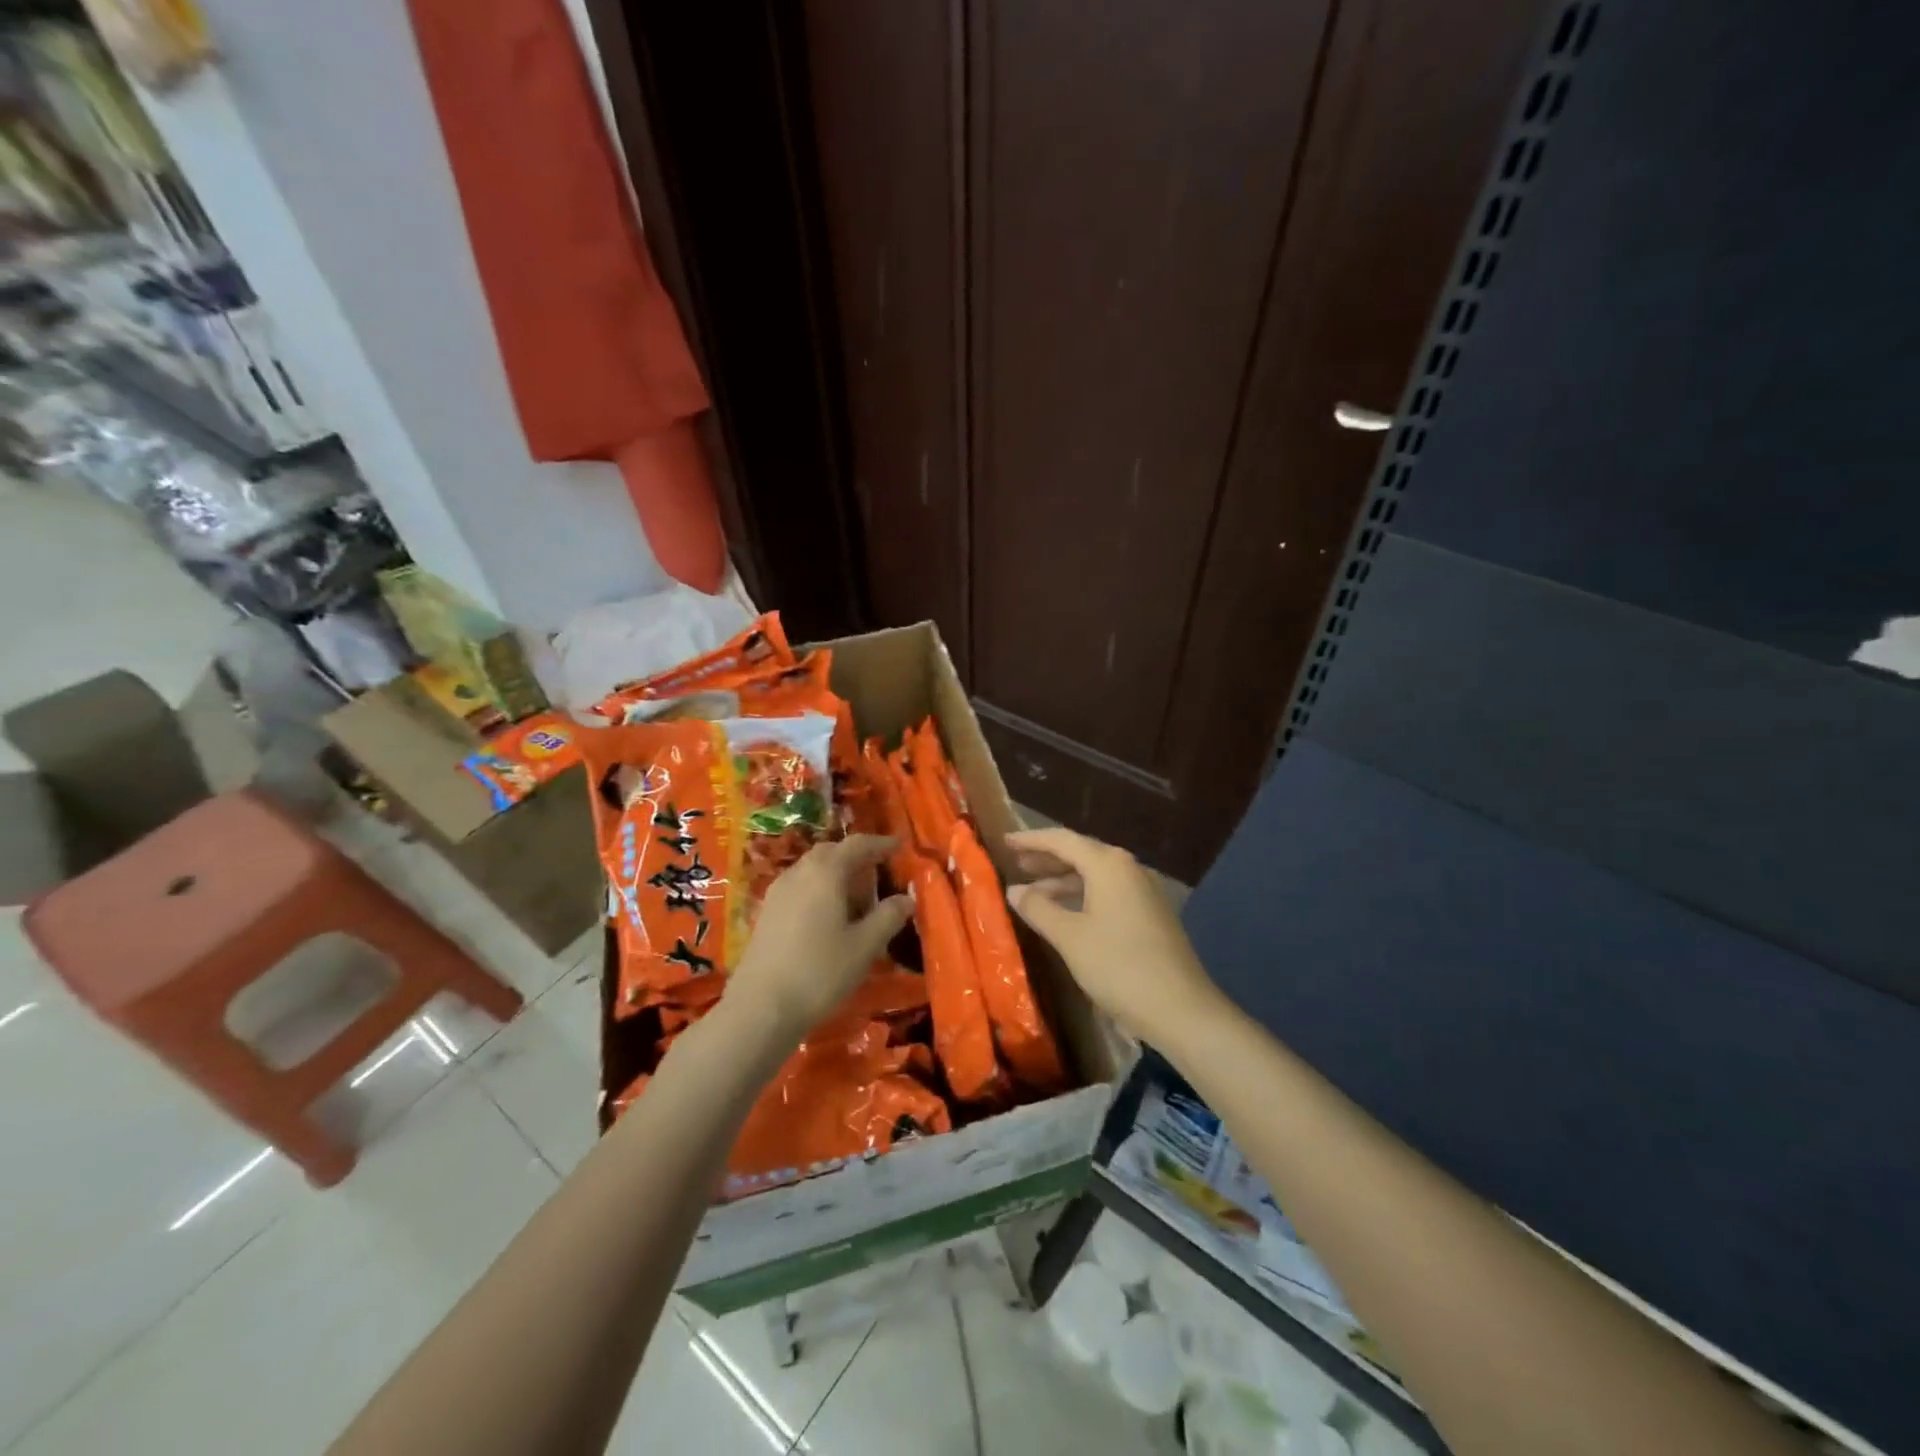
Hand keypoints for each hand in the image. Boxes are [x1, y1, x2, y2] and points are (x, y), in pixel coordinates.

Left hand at [726, 834, 912, 1043]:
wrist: (761, 1007)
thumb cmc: (820, 971)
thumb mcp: (865, 946)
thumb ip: (889, 916)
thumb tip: (906, 898)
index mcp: (825, 872)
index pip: (857, 844)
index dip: (880, 843)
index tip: (899, 847)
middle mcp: (799, 872)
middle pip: (831, 853)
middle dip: (857, 858)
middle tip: (879, 875)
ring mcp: (778, 892)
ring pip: (813, 870)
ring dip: (837, 876)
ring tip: (856, 902)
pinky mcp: (766, 913)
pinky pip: (800, 887)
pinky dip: (819, 891)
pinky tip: (828, 919)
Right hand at [1005, 827, 1223, 1043]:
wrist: (1181, 1009)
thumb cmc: (1118, 966)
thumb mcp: (1070, 937)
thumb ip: (1039, 909)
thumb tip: (1014, 890)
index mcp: (1109, 864)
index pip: (1062, 840)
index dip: (1031, 840)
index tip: (1004, 842)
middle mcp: (1129, 868)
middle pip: (1081, 854)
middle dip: (1047, 860)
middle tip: (1016, 866)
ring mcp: (1144, 891)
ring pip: (1095, 876)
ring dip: (1063, 881)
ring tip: (1033, 894)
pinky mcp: (1151, 914)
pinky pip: (1109, 893)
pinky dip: (1082, 897)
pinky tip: (1066, 915)